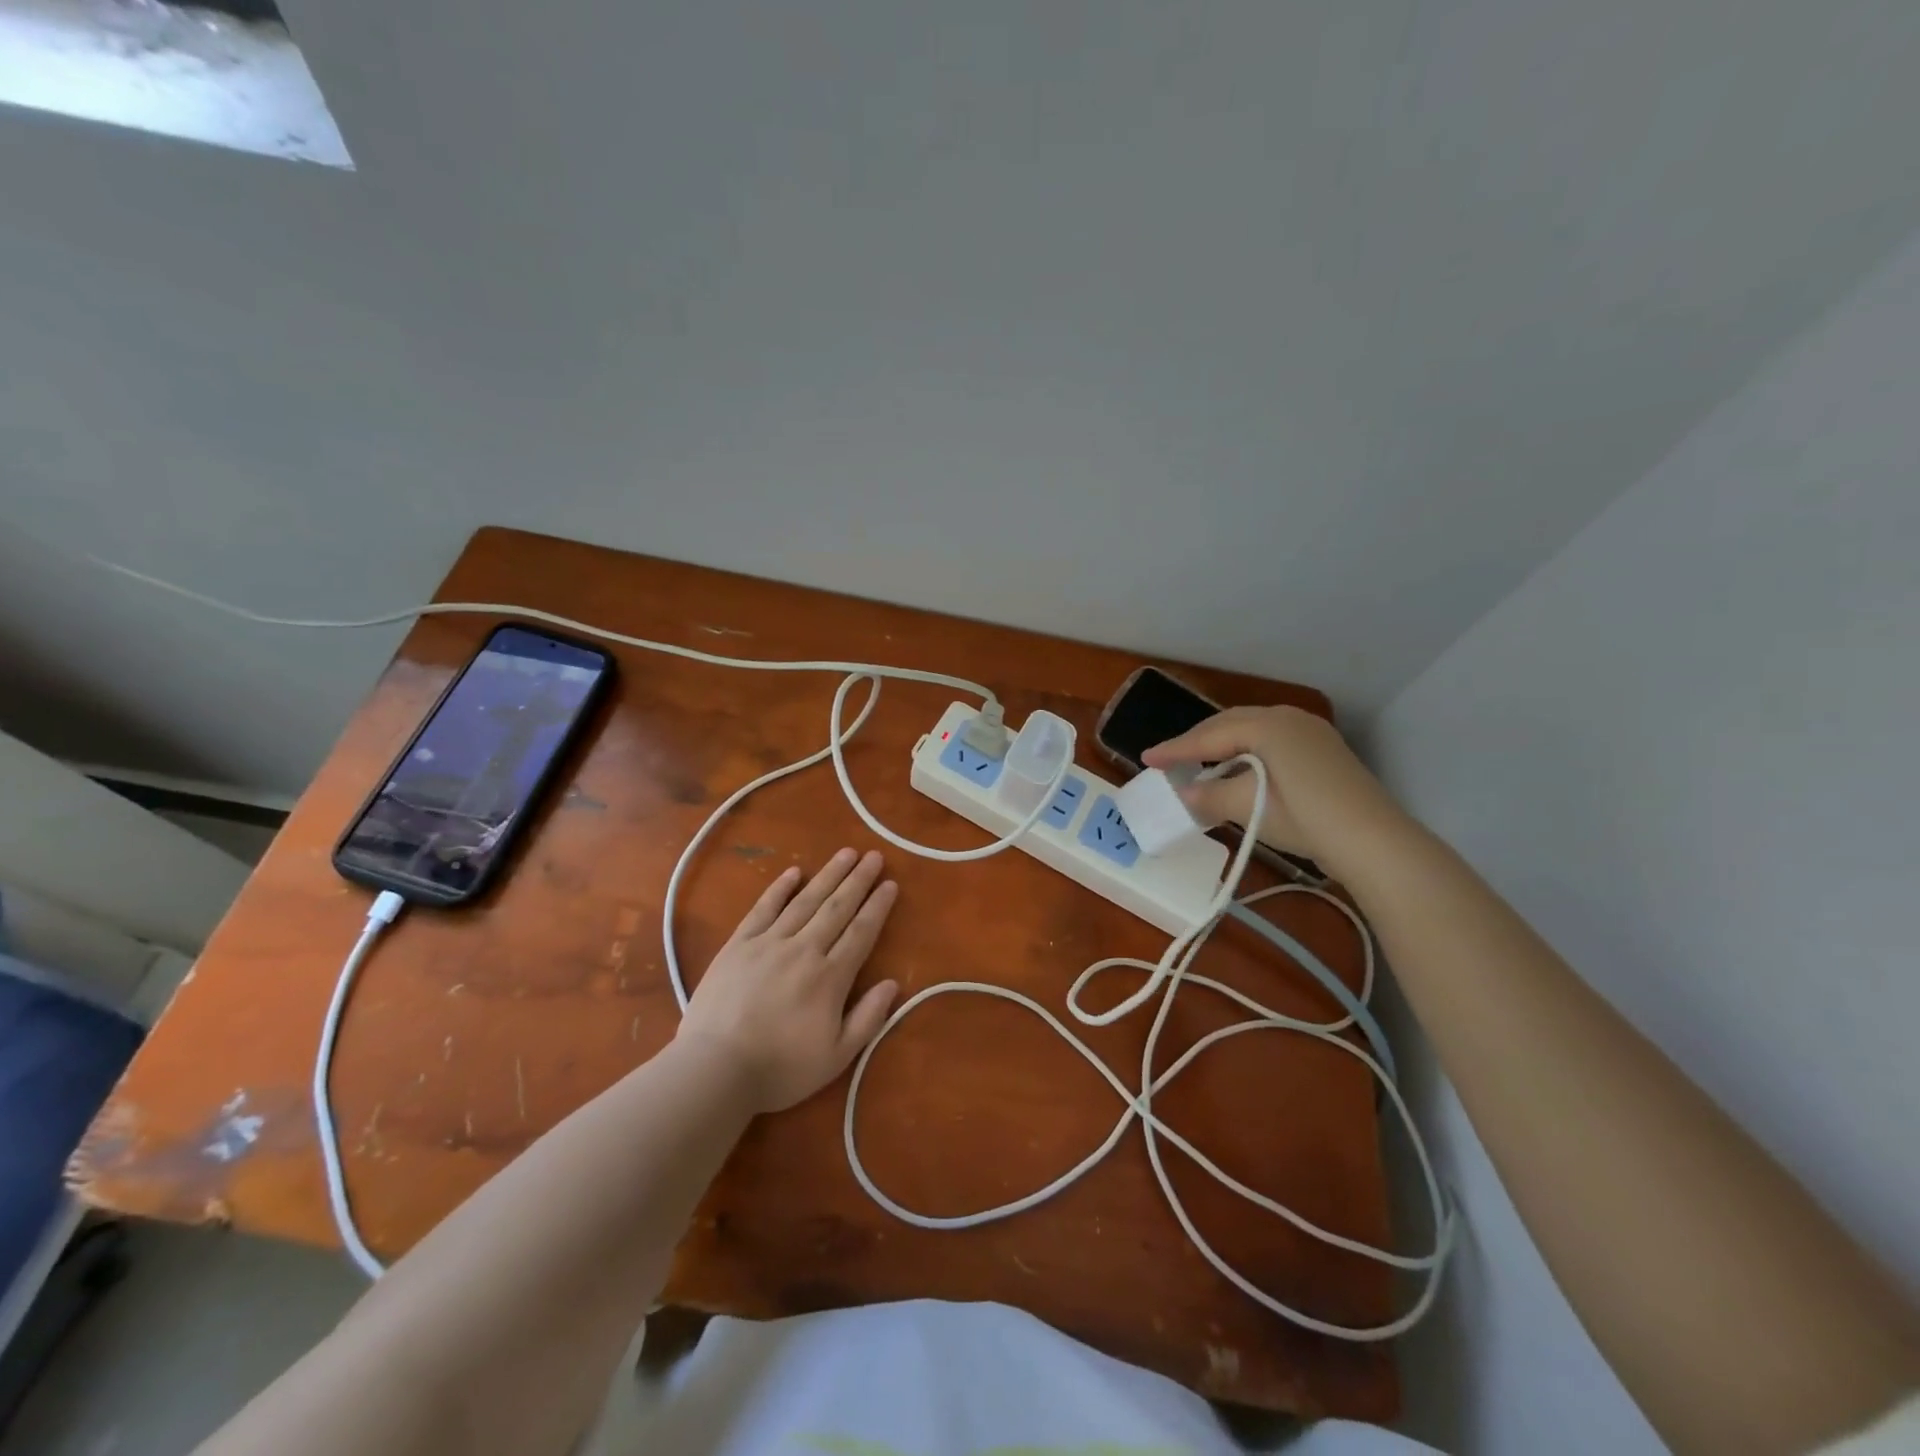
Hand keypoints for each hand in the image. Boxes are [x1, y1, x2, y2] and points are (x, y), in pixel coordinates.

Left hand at [677, 848, 900, 1113]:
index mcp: (830, 977)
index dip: (877, 907)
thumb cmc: (780, 1069)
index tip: (890, 883)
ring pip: (805, 901)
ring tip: (845, 853)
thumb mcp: (836, 1057)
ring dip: (827, 875)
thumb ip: (867, 1018)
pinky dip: (779, 888)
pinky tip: (793, 872)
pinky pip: (763, 909)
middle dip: (858, 880)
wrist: (715, 1070)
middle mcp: (803, 950)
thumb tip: (893, 983)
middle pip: (837, 907)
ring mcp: (768, 943)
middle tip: (874, 856)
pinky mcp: (738, 945)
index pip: (861, 932)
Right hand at [1141, 706, 1407, 867]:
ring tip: (1200, 763)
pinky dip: (1247, 752)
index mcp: (1266, 725)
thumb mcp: (1248, 807)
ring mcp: (1310, 732)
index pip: (1209, 736)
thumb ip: (1209, 795)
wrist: (1372, 841)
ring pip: (1252, 730)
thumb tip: (1184, 793)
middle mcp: (1288, 718)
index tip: (1146, 758)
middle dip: (1198, 741)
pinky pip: (1272, 741)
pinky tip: (1239, 770)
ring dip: (1223, 745)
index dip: (1176, 749)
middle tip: (1170, 759)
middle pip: (1230, 724)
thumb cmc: (1303, 817)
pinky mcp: (1323, 750)